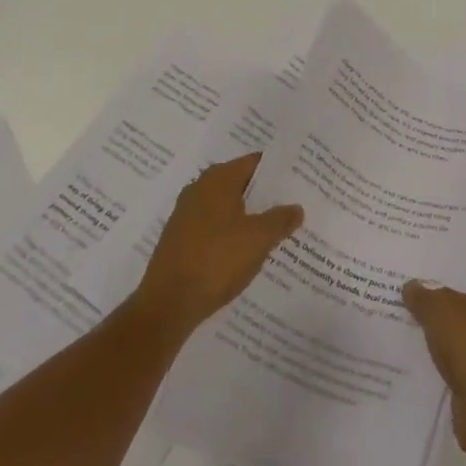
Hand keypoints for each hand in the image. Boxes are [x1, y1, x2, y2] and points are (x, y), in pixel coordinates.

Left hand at [135, 153, 302, 339]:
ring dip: (248, 216)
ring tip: (275, 229)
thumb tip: (296, 208)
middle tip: (292, 204)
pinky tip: (245, 251)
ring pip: (226, 207)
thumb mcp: (258, 239)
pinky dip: (231, 233)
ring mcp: (186, 214)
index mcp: (218, 179)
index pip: (254, 163)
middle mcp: (199, 188)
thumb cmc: (217, 260)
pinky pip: (213, 227)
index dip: (277, 171)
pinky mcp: (180, 239)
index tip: (298, 179)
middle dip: (265, 195)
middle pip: (240, 183)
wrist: (168, 303)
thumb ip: (280, 220)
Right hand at [403, 257, 465, 462]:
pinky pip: (454, 349)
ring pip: (458, 320)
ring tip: (400, 302)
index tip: (422, 244)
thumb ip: (423, 293)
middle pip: (465, 289)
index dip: (449, 250)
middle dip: (437, 283)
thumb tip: (411, 286)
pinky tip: (409, 339)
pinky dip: (436, 346)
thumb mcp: (441, 309)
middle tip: (404, 270)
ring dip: (435, 317)